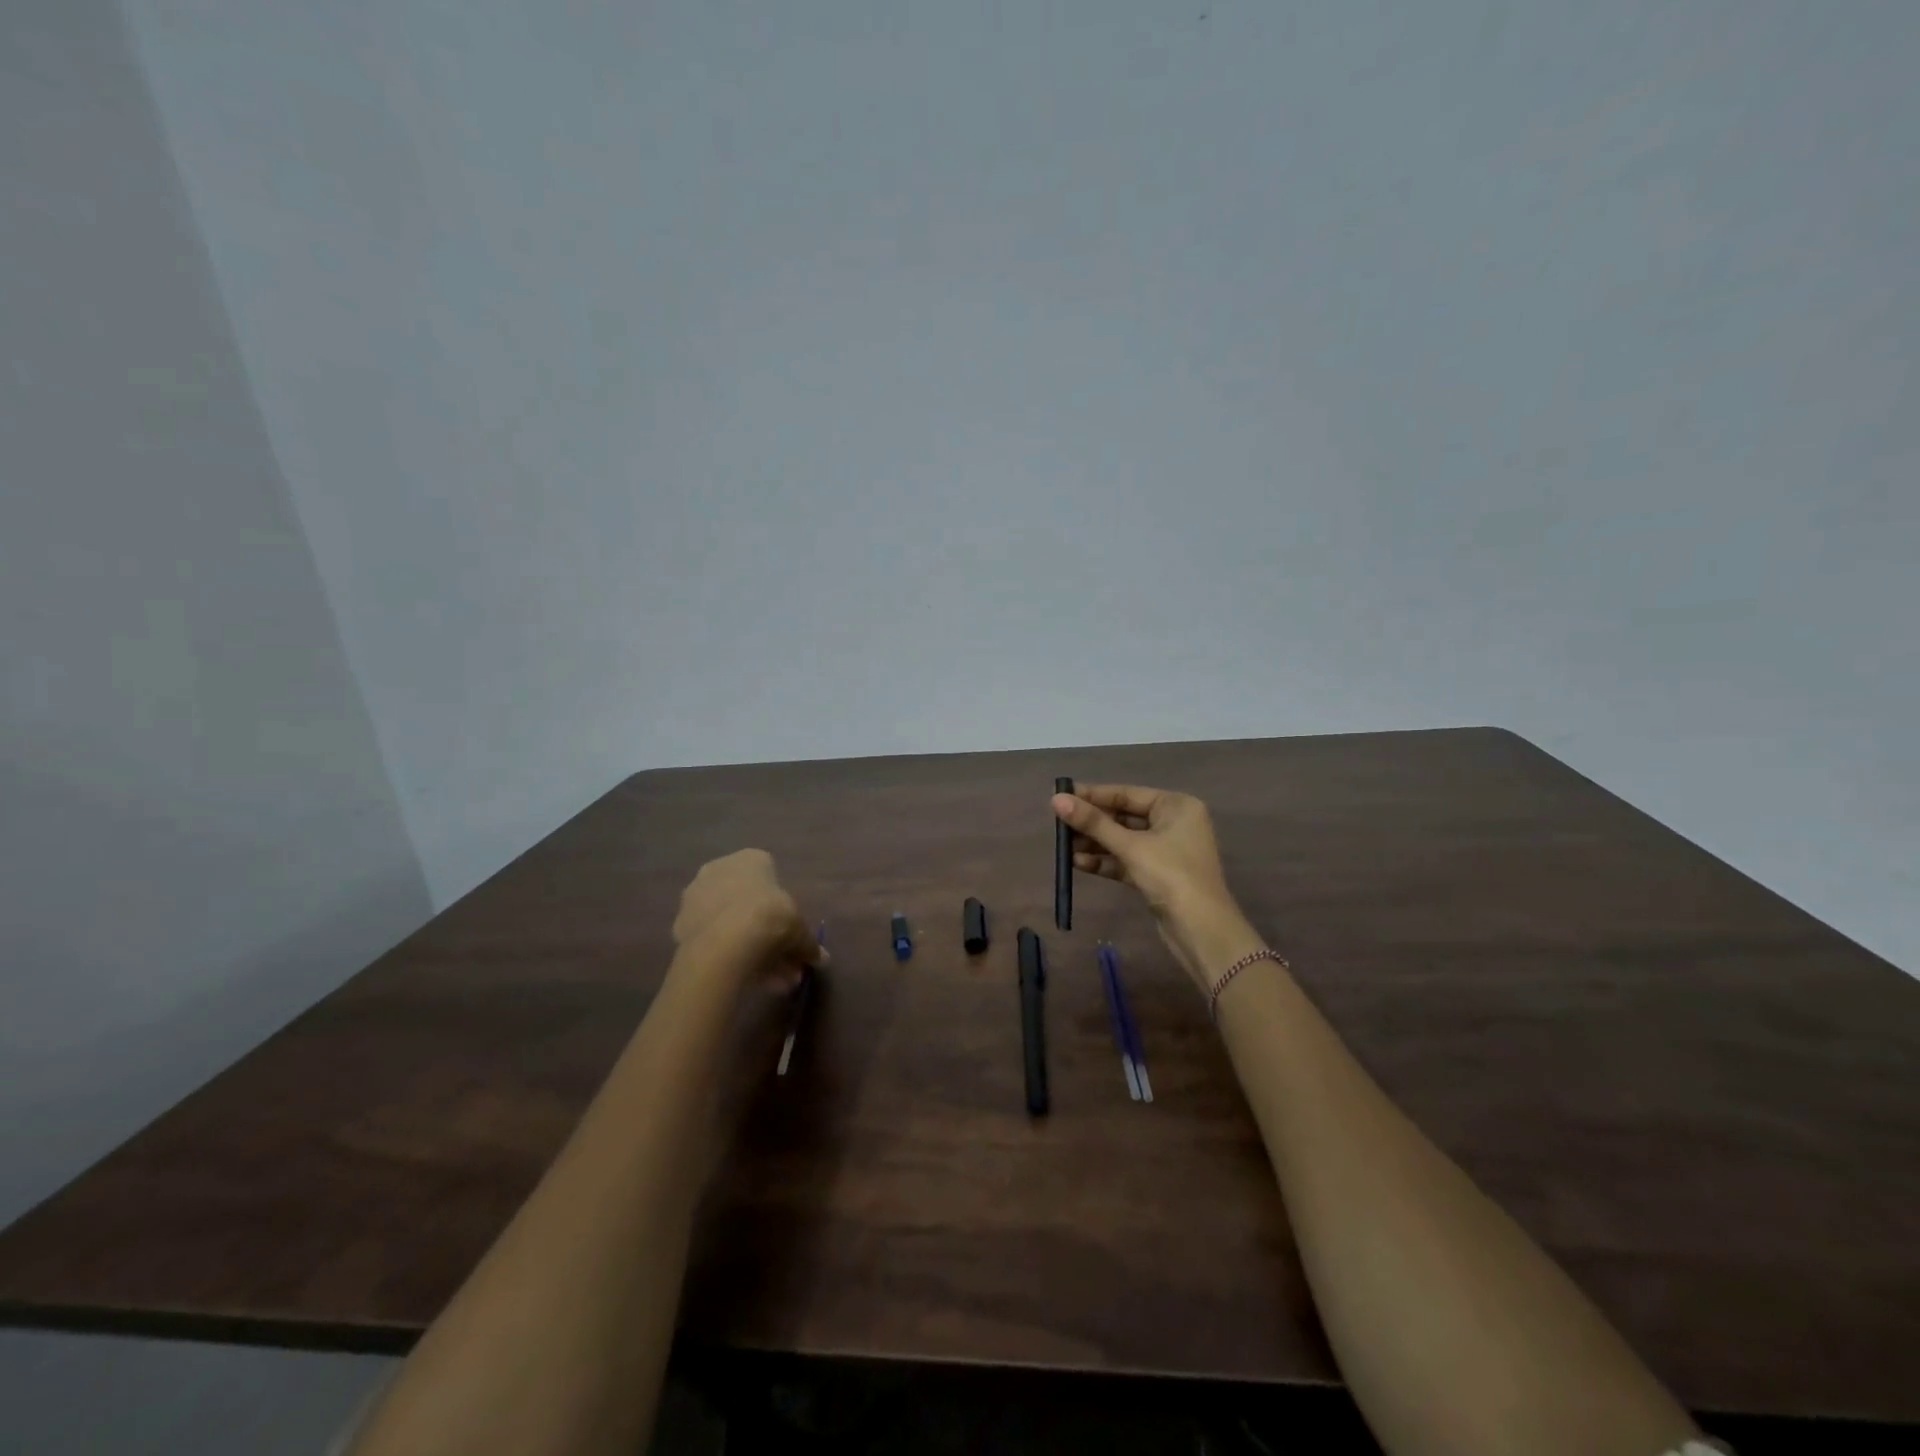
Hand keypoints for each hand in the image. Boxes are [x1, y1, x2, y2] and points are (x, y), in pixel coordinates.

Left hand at [671, 849, 825, 992]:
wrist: (725, 943)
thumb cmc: (771, 918)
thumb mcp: (800, 930)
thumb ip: (809, 943)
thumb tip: (822, 959)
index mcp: (749, 859)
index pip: (769, 877)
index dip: (782, 907)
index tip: (790, 932)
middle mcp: (719, 869)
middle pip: (746, 901)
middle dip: (765, 932)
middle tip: (781, 961)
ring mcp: (695, 896)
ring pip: (728, 922)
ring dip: (747, 947)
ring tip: (768, 980)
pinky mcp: (679, 925)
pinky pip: (711, 939)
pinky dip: (726, 955)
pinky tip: (743, 978)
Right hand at [1052, 785, 1262, 992]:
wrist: (1201, 930)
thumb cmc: (1170, 875)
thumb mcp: (1130, 846)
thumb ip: (1093, 823)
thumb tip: (1056, 799)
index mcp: (1176, 805)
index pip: (1126, 793)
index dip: (1092, 795)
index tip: (1061, 796)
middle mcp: (1174, 822)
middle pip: (1123, 816)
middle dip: (1092, 823)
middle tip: (1058, 825)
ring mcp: (1166, 850)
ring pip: (1123, 840)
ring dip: (1095, 844)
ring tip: (1063, 847)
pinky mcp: (1157, 874)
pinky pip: (1126, 860)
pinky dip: (1105, 861)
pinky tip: (1078, 864)